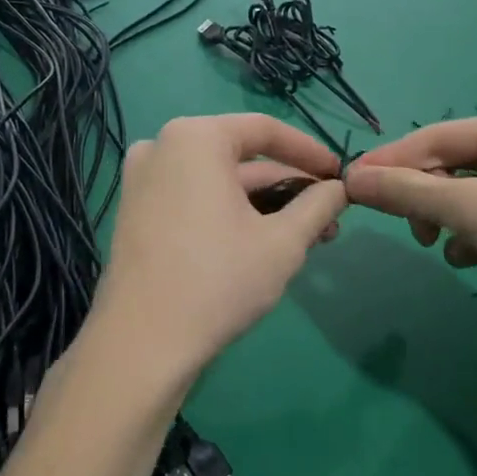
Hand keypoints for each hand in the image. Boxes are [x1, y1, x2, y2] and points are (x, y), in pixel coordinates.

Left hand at [90, 114, 346, 386]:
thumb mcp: (283, 242)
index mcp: (195, 138)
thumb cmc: (218, 280)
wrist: (142, 344)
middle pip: (241, 160)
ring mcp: (143, 181)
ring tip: (307, 239)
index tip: (340, 176)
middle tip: (330, 219)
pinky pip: (194, 200)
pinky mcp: (136, 214)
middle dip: (289, 190)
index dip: (310, 152)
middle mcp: (162, 147)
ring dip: (264, 207)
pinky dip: (230, 215)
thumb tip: (340, 189)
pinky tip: (262, 244)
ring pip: (219, 185)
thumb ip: (318, 206)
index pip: (265, 130)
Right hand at [345, 109, 476, 350]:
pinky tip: (476, 262)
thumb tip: (352, 179)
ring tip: (446, 247)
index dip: (392, 161)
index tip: (351, 184)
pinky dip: (474, 239)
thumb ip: (409, 191)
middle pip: (452, 166)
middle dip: (427, 198)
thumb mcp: (473, 208)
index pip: (437, 136)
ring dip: (449, 222)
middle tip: (414, 229)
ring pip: (468, 197)